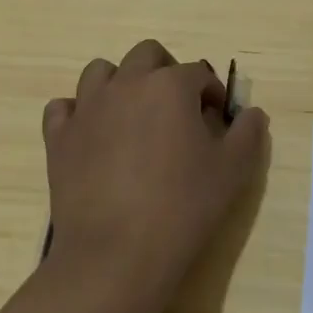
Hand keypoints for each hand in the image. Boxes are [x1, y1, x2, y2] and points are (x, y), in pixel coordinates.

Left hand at [41, 39, 269, 312]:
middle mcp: (126, 84)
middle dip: (166, 72)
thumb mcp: (232, 171)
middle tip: (177, 109)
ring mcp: (87, 108)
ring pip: (101, 72)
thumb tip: (253, 113)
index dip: (212, 93)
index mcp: (170, 85)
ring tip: (133, 117)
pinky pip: (63, 108)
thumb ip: (248, 133)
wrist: (114, 257)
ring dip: (120, 83)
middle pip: (147, 54)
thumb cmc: (181, 208)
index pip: (198, 73)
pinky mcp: (58, 137)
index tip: (217, 121)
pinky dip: (78, 113)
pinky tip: (92, 136)